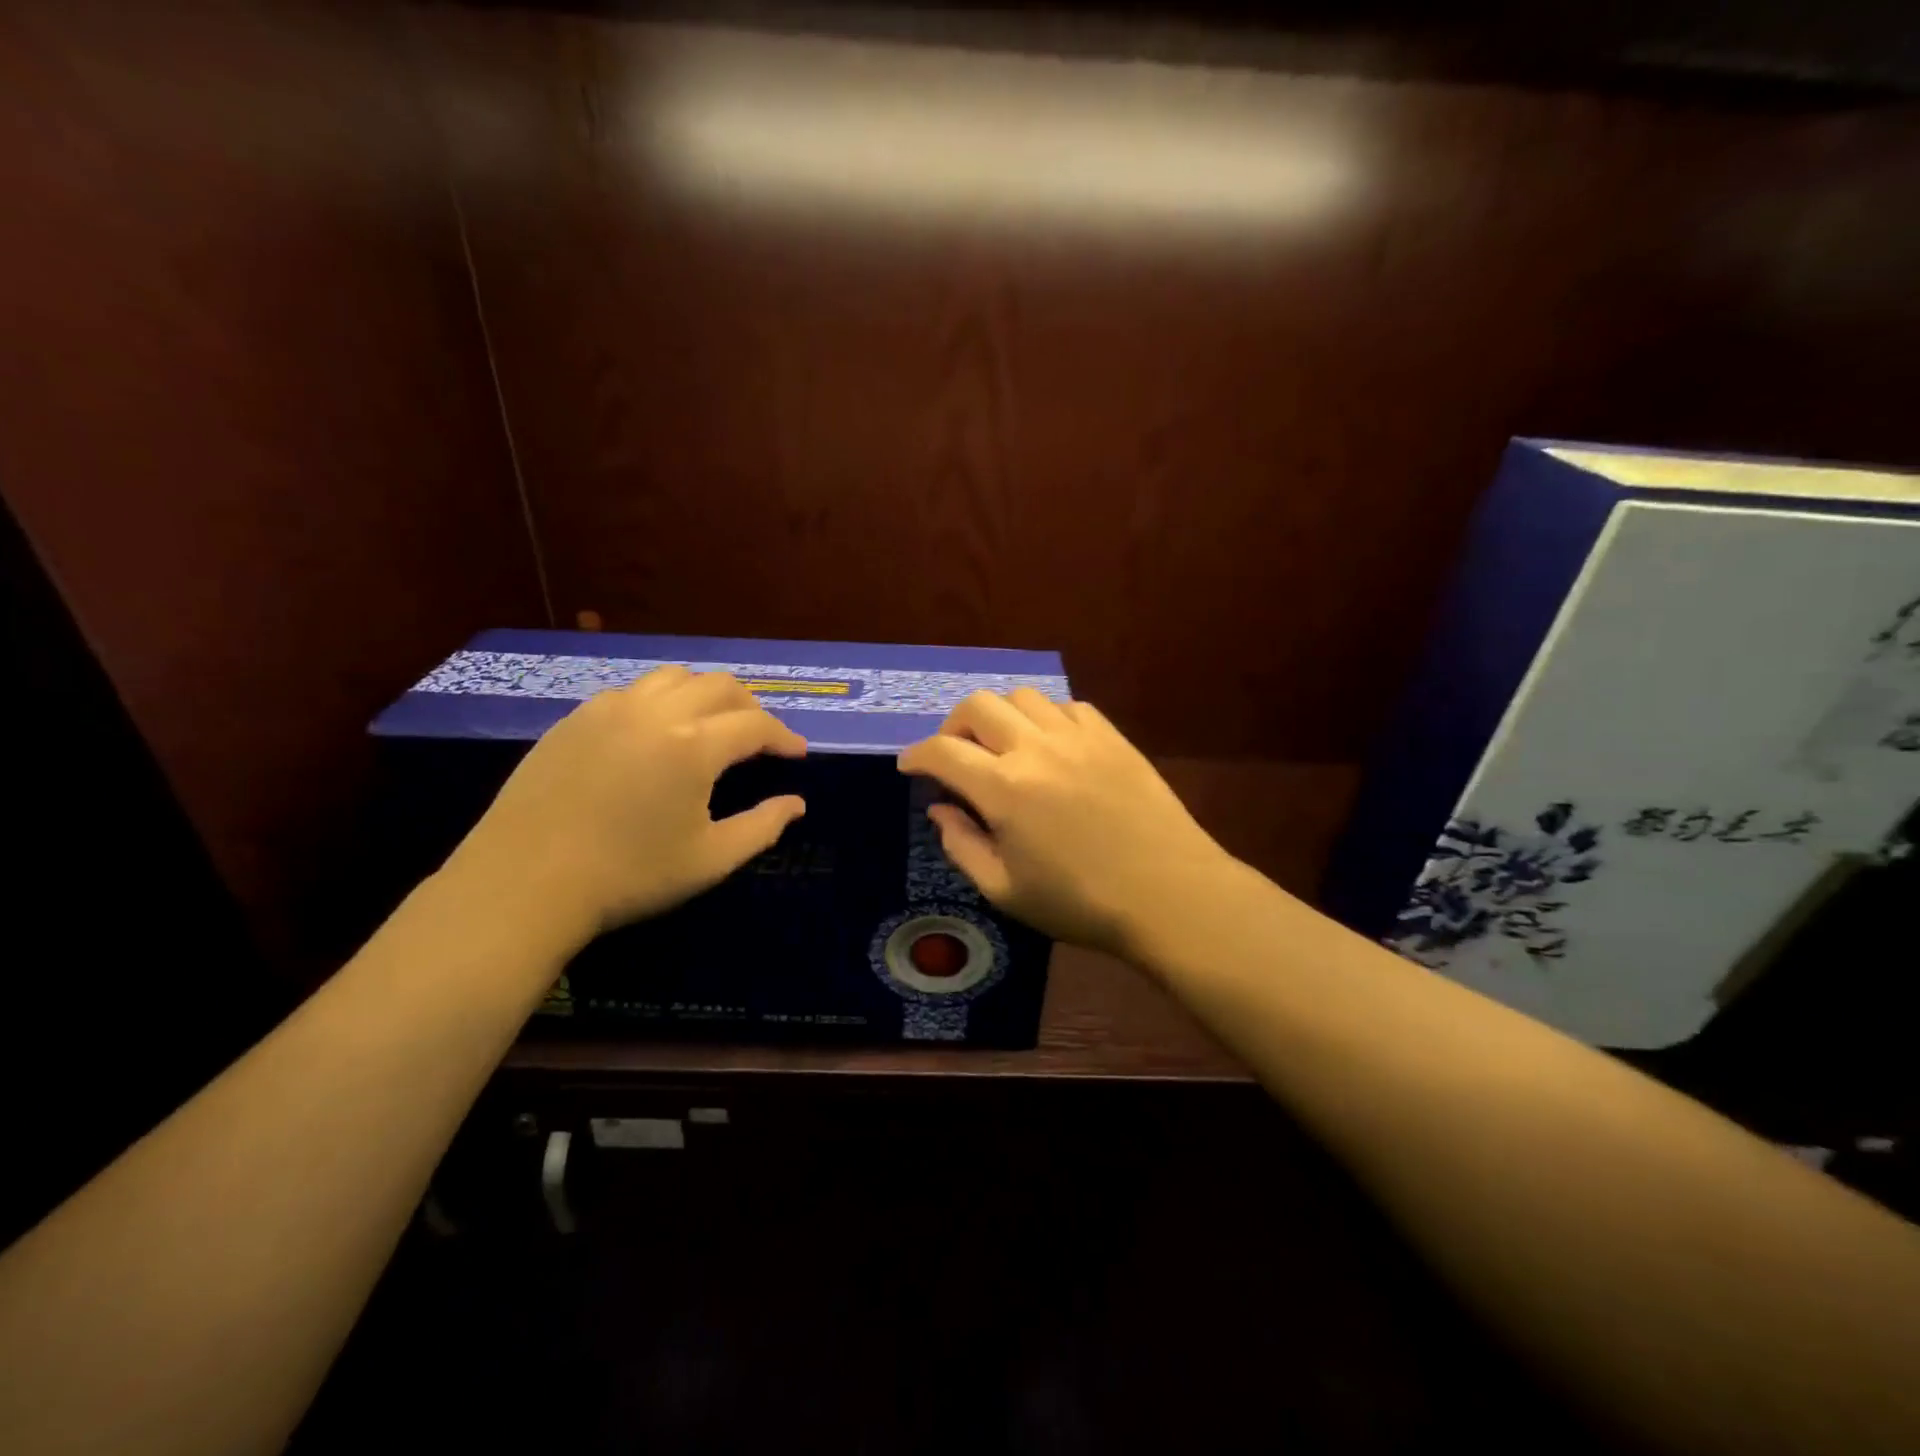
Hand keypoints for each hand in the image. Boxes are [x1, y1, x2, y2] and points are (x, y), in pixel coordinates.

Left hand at [445, 667, 805, 946]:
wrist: (523, 885)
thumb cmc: (628, 876)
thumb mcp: (709, 860)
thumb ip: (762, 827)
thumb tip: (796, 804)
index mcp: (693, 745)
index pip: (755, 723)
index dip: (783, 736)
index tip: (797, 753)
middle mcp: (656, 712)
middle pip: (719, 685)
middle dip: (750, 706)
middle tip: (760, 737)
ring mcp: (609, 710)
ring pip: (673, 677)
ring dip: (704, 694)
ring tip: (711, 724)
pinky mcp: (574, 719)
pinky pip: (631, 691)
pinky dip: (660, 701)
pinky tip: (655, 733)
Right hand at [897, 690, 1232, 957]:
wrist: (1169, 893)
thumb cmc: (1081, 903)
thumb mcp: (1006, 890)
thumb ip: (962, 845)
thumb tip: (940, 808)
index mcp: (1004, 788)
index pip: (943, 752)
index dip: (916, 755)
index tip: (909, 765)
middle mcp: (1036, 747)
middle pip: (977, 705)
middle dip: (953, 726)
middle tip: (954, 754)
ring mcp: (1078, 736)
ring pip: (1023, 697)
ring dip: (1000, 716)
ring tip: (1003, 747)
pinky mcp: (1112, 736)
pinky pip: (1067, 706)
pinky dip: (1046, 718)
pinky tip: (1050, 745)